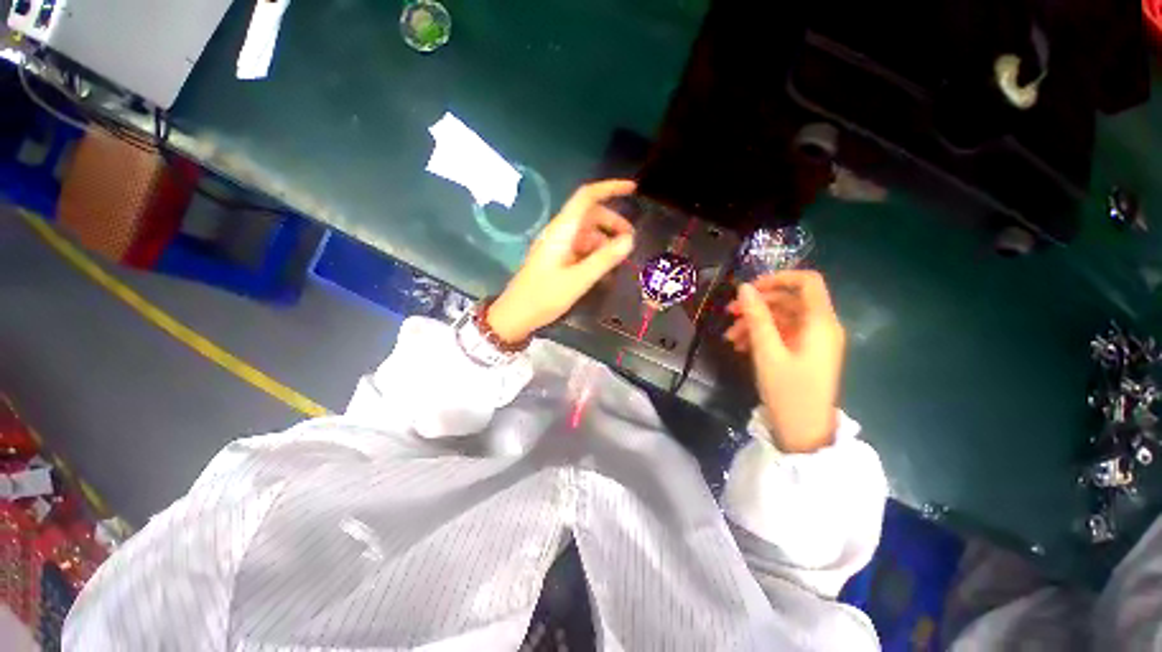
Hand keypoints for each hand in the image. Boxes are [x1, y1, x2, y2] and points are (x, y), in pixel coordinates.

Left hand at [488, 180, 636, 341]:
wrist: (516, 315)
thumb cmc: (544, 296)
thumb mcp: (578, 280)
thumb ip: (604, 259)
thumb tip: (629, 240)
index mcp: (562, 230)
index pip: (586, 197)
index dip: (609, 188)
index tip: (633, 190)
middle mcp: (560, 232)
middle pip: (590, 216)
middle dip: (613, 223)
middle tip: (631, 241)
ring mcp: (558, 246)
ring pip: (587, 234)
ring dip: (605, 242)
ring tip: (620, 261)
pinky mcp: (557, 258)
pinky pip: (581, 249)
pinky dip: (595, 254)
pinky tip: (605, 271)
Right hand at [724, 271, 844, 452]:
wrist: (804, 432)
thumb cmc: (788, 391)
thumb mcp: (767, 352)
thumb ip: (756, 317)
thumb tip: (744, 287)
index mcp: (820, 322)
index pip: (807, 282)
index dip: (778, 278)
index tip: (749, 289)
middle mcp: (822, 327)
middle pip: (790, 300)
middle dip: (758, 304)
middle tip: (729, 313)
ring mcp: (814, 341)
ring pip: (783, 318)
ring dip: (755, 323)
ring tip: (730, 337)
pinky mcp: (806, 354)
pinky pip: (783, 334)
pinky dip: (762, 336)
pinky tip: (741, 347)